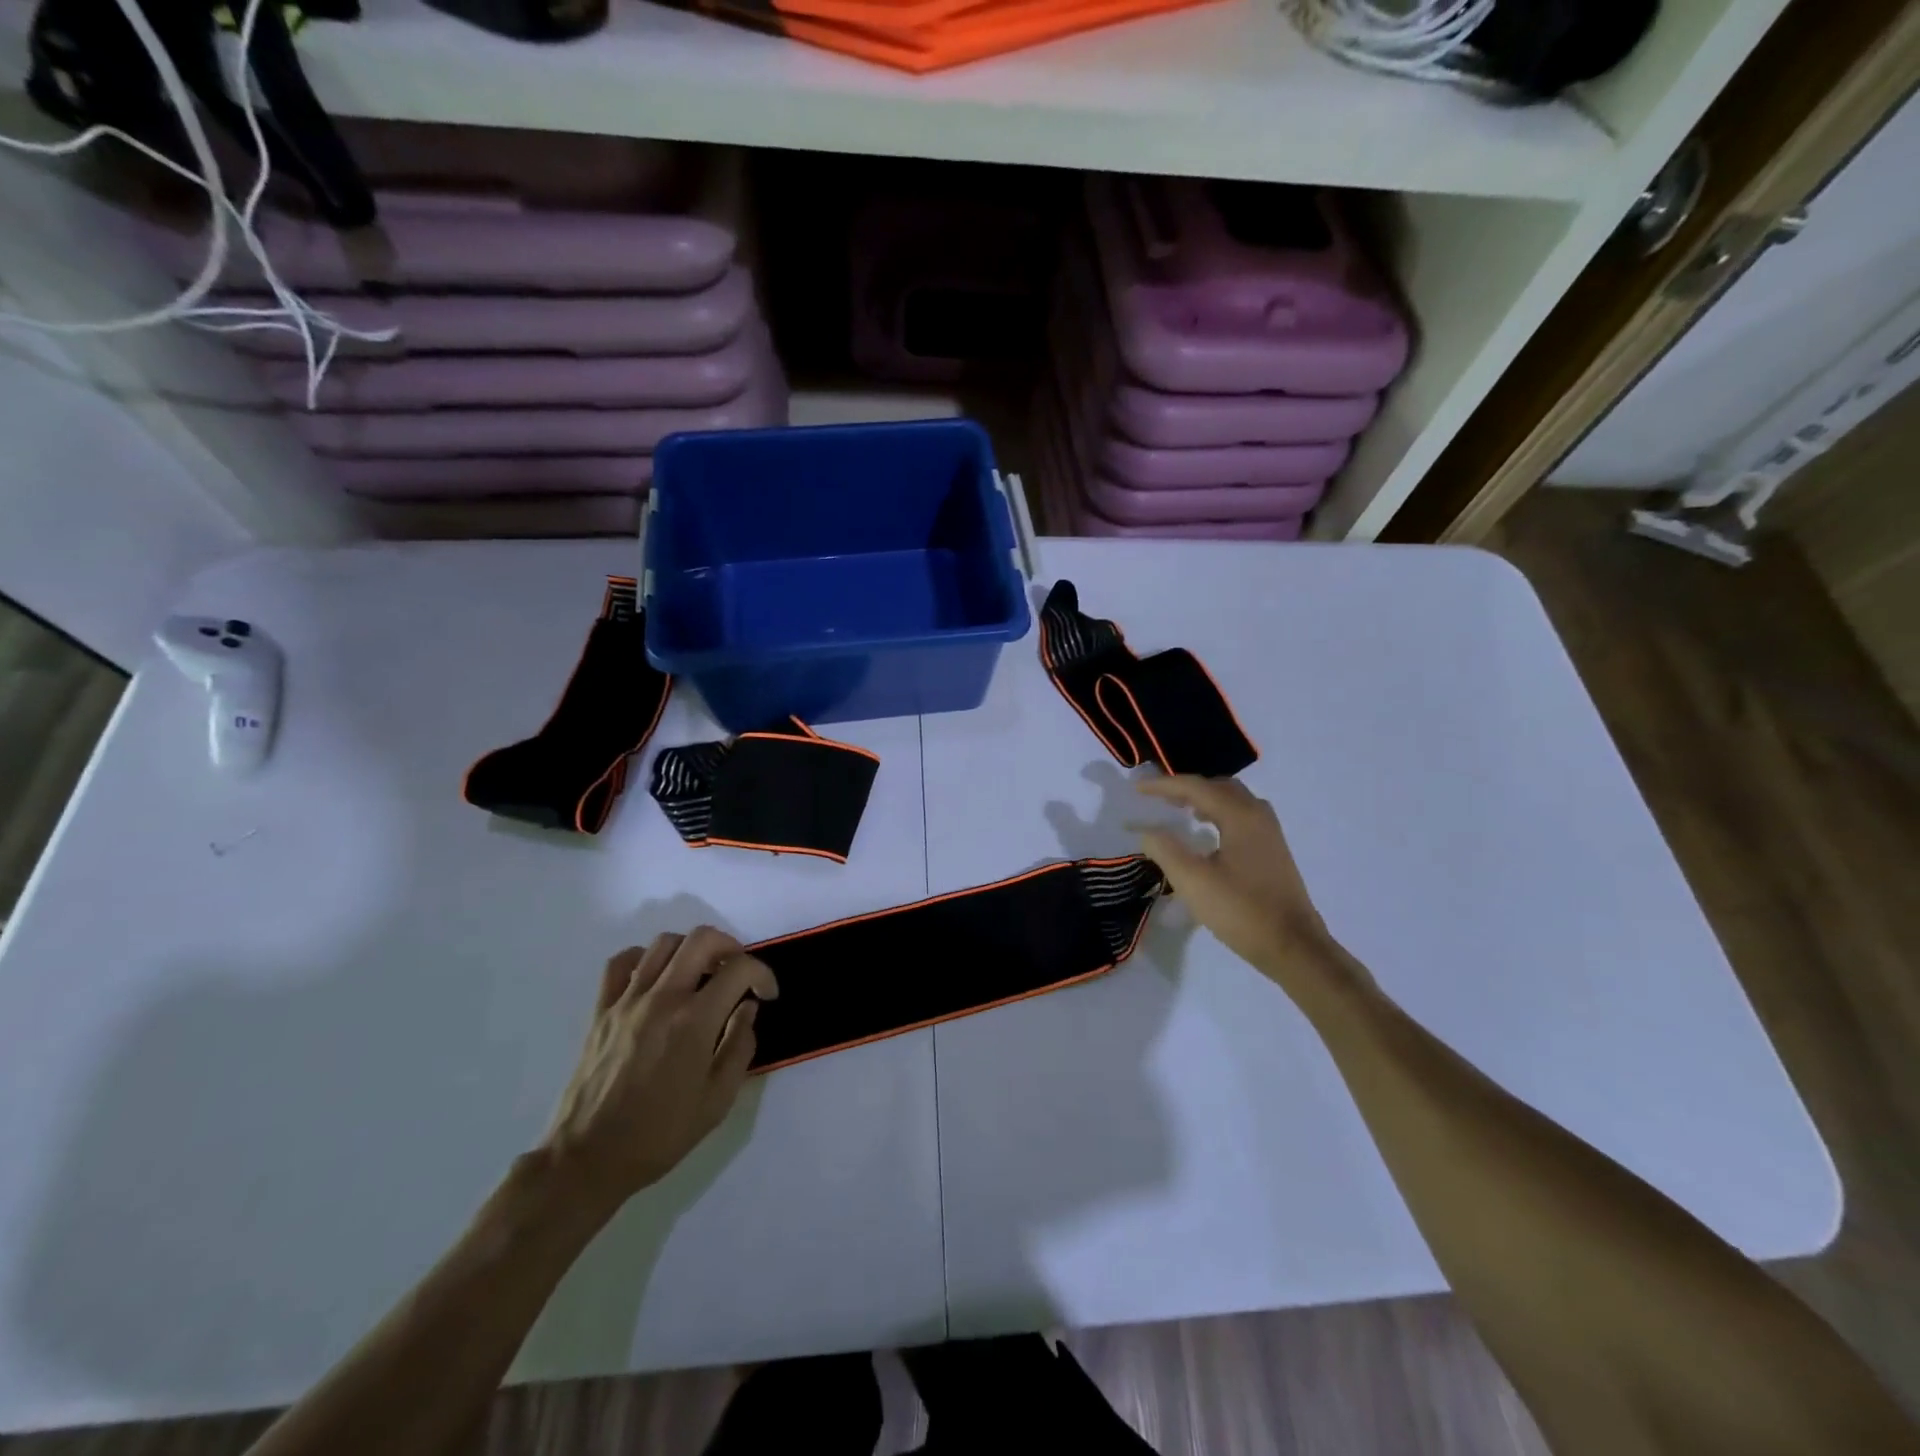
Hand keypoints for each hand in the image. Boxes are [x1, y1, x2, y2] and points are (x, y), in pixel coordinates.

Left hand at [541, 927, 777, 1215]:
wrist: (589, 1158)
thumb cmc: (660, 1134)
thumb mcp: (718, 1099)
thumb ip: (740, 1045)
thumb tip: (747, 1008)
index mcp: (695, 1021)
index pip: (739, 969)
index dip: (762, 974)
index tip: (766, 994)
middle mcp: (663, 999)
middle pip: (702, 939)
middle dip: (730, 946)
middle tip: (737, 971)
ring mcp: (627, 1000)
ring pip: (664, 943)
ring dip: (691, 949)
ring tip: (700, 973)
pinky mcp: (601, 1010)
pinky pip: (621, 962)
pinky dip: (644, 958)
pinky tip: (656, 978)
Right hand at [1136, 776, 1356, 996]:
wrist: (1294, 946)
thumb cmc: (1242, 911)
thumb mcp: (1193, 881)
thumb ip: (1165, 850)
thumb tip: (1147, 831)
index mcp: (1239, 815)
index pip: (1195, 787)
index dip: (1163, 785)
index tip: (1137, 789)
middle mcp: (1258, 815)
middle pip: (1217, 786)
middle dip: (1185, 788)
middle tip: (1158, 797)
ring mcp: (1269, 833)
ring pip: (1232, 800)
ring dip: (1204, 799)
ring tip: (1179, 810)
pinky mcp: (1273, 850)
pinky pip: (1241, 816)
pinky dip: (1218, 813)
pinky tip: (1207, 834)